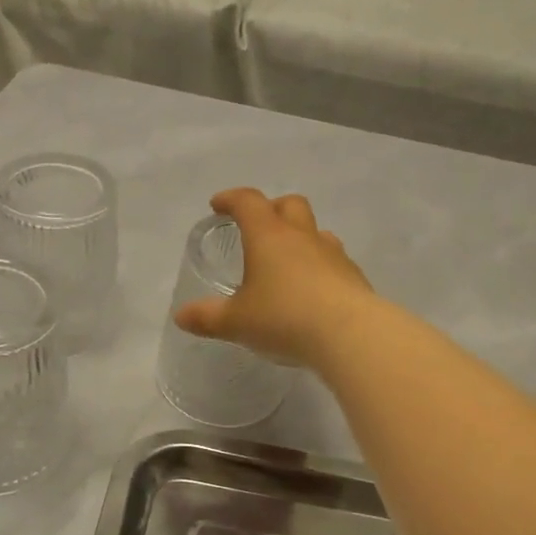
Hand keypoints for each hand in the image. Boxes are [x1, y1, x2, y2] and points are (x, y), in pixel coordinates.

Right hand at [174, 188, 376, 368]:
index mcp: (269, 236)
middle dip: (271, 209)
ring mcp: (333, 254)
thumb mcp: (237, 322)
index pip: (248, 202)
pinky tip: (313, 291)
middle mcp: (302, 236)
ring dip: (300, 237)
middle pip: (289, 204)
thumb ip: (208, 318)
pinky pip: (333, 260)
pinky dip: (319, 266)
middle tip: (257, 227)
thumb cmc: (284, 318)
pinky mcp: (354, 276)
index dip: (231, 199)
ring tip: (287, 262)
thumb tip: (182, 317)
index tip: (218, 205)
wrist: (350, 334)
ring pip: (316, 231)